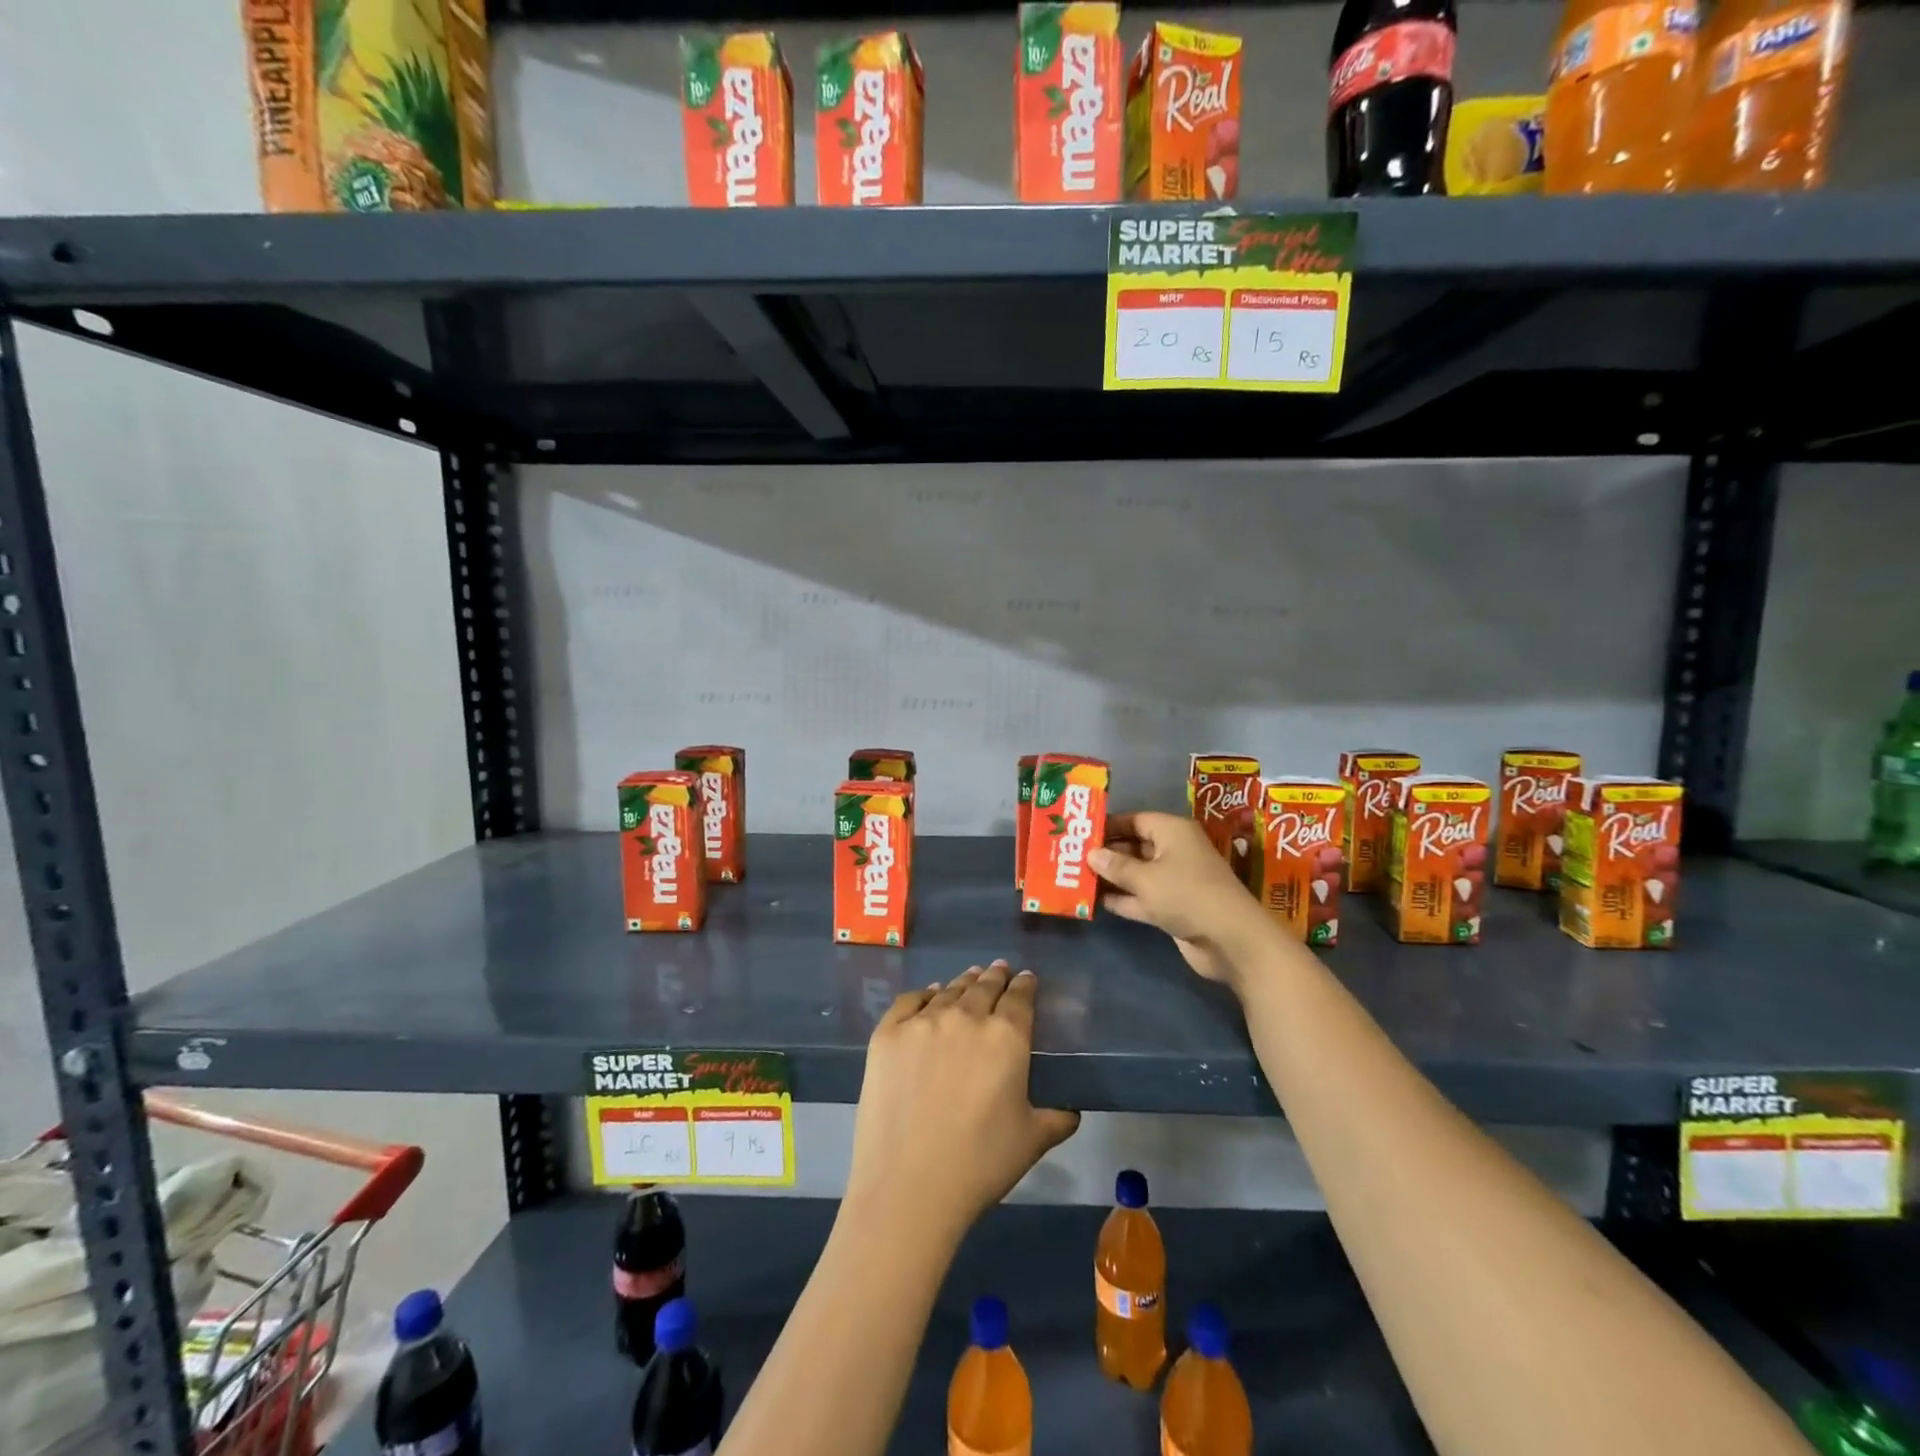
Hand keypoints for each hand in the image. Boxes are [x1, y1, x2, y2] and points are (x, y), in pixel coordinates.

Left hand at [846, 962, 1080, 1244]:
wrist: (908, 1185)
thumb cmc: (979, 1164)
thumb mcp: (1032, 1141)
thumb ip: (1057, 1118)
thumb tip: (1072, 1110)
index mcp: (1006, 1037)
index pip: (1020, 997)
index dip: (1024, 985)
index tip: (1025, 978)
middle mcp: (966, 1016)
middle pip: (984, 986)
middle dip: (995, 977)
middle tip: (999, 970)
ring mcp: (923, 1021)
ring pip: (949, 990)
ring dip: (964, 982)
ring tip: (970, 977)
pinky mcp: (888, 1033)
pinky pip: (910, 1000)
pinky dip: (924, 994)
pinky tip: (930, 995)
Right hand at [1090, 811, 1273, 984]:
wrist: (1230, 940)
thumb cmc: (1186, 894)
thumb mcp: (1145, 878)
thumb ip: (1116, 866)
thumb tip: (1091, 854)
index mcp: (1172, 831)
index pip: (1135, 819)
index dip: (1109, 825)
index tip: (1080, 831)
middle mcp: (1174, 851)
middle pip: (1135, 846)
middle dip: (1106, 852)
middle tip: (1071, 855)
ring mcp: (1175, 881)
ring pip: (1136, 874)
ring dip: (1112, 877)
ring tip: (1076, 877)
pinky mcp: (1173, 908)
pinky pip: (1142, 897)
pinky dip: (1123, 899)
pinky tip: (1095, 901)